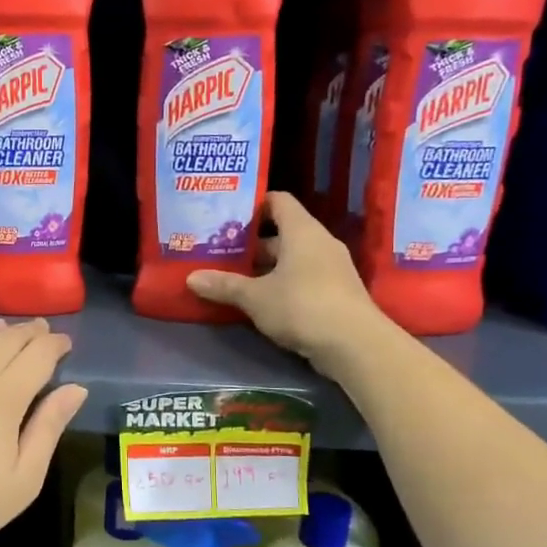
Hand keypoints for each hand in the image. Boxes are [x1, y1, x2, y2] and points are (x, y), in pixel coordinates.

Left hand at [0, 320, 88, 546]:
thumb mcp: (24, 479)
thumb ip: (49, 427)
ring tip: (2, 332)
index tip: (64, 343)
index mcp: (3, 397)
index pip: (38, 354)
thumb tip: (77, 388)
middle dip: (29, 333)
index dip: (55, 344)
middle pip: (6, 339)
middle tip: (40, 331)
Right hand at [186, 192, 380, 372]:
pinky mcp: (336, 293)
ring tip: (233, 277)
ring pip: (292, 259)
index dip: (253, 204)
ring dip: (265, 268)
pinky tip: (260, 301)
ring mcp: (332, 269)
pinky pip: (303, 279)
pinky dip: (281, 284)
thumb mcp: (255, 297)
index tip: (227, 215)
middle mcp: (319, 243)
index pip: (278, 201)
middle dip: (252, 244)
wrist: (355, 345)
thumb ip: (224, 285)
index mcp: (302, 231)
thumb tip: (191, 278)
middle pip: (282, 233)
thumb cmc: (302, 306)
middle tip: (221, 251)